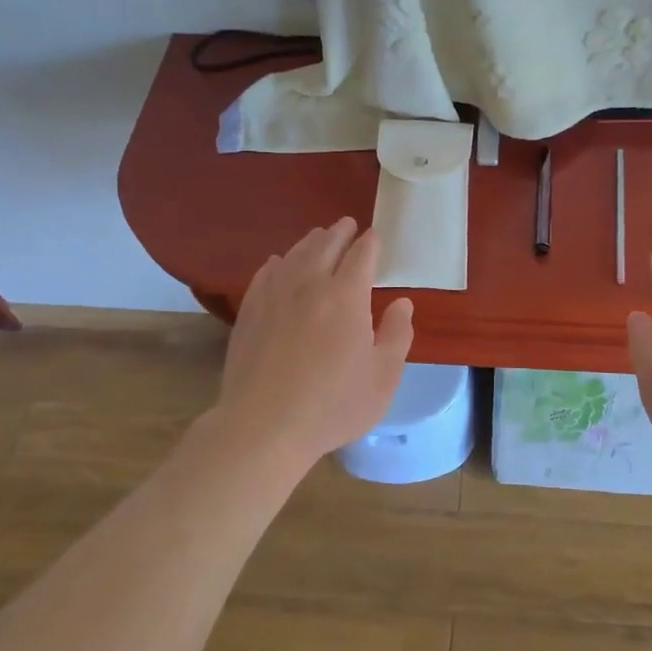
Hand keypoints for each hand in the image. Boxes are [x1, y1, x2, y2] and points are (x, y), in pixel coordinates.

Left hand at [214, 217, 414, 471]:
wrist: (264, 426)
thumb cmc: (333, 405)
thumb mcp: (383, 377)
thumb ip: (397, 335)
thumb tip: (402, 303)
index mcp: (347, 296)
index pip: (361, 255)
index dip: (370, 242)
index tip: (375, 235)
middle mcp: (309, 285)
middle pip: (325, 246)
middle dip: (340, 232)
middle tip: (347, 225)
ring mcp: (274, 296)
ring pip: (295, 255)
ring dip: (311, 242)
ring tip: (318, 237)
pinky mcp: (249, 312)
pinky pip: (266, 274)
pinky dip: (278, 262)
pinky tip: (278, 263)